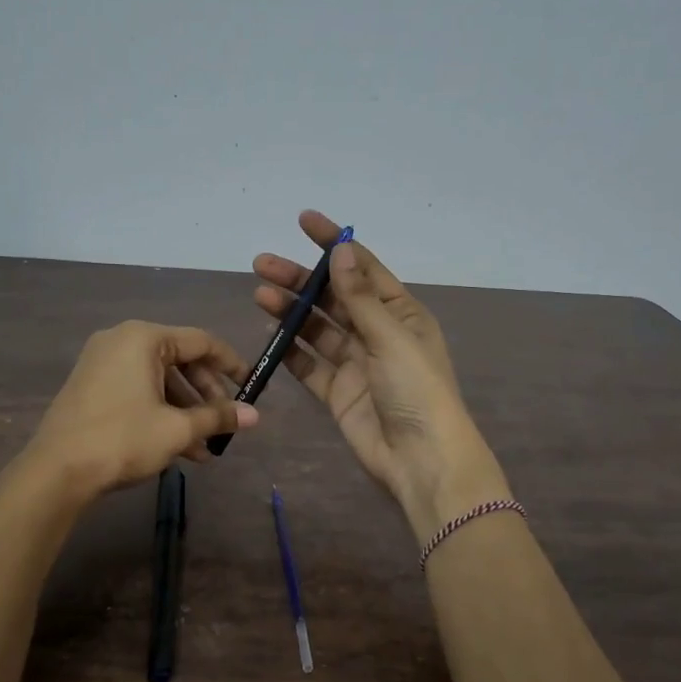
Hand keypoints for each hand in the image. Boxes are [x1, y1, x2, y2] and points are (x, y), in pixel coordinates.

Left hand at [25, 321, 257, 502]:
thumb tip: (255, 415)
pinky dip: (160, 412)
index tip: (251, 386)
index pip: (201, 341)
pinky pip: (138, 389)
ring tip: (204, 448)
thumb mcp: (177, 429)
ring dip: (185, 410)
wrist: (56, 472)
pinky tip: (178, 448)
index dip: (231, 364)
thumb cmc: (122, 439)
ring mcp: (102, 362)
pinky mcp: (91, 386)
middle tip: (224, 423)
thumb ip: (217, 417)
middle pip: (180, 360)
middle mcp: (121, 340)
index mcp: (143, 338)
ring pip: (159, 379)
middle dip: (206, 394)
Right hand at [253, 210, 507, 537]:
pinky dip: (290, 349)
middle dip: (300, 280)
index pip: (362, 268)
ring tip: (260, 294)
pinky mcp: (337, 392)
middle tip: (263, 264)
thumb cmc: (416, 391)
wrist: (420, 460)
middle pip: (333, 297)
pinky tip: (270, 333)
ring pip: (317, 329)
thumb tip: (341, 252)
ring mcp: (355, 363)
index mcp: (400, 313)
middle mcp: (377, 333)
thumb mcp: (390, 338)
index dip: (333, 244)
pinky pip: (309, 364)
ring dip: (291, 311)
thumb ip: (359, 297)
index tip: (304, 221)